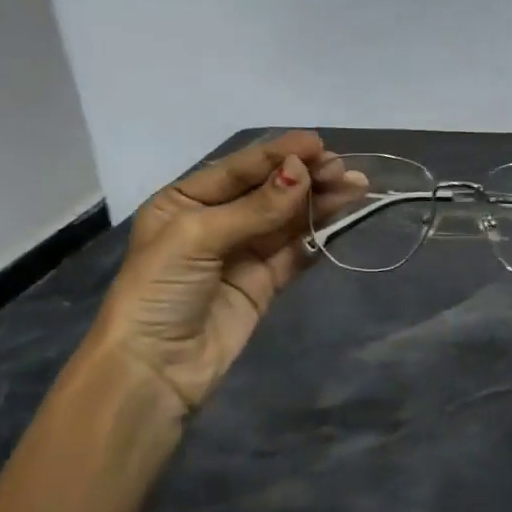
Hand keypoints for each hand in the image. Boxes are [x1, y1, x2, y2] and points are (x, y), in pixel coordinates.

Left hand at [86, 131, 354, 420]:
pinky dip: (318, 234)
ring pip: (287, 219)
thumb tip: (301, 174)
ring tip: (355, 187)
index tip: (318, 144)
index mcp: (185, 201)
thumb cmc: (160, 291)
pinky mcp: (264, 283)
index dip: (279, 155)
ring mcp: (242, 253)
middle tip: (344, 170)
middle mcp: (215, 222)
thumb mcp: (197, 237)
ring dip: (319, 202)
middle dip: (306, 178)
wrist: (156, 368)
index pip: (239, 169)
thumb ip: (254, 208)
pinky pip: (295, 251)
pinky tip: (341, 217)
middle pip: (268, 192)